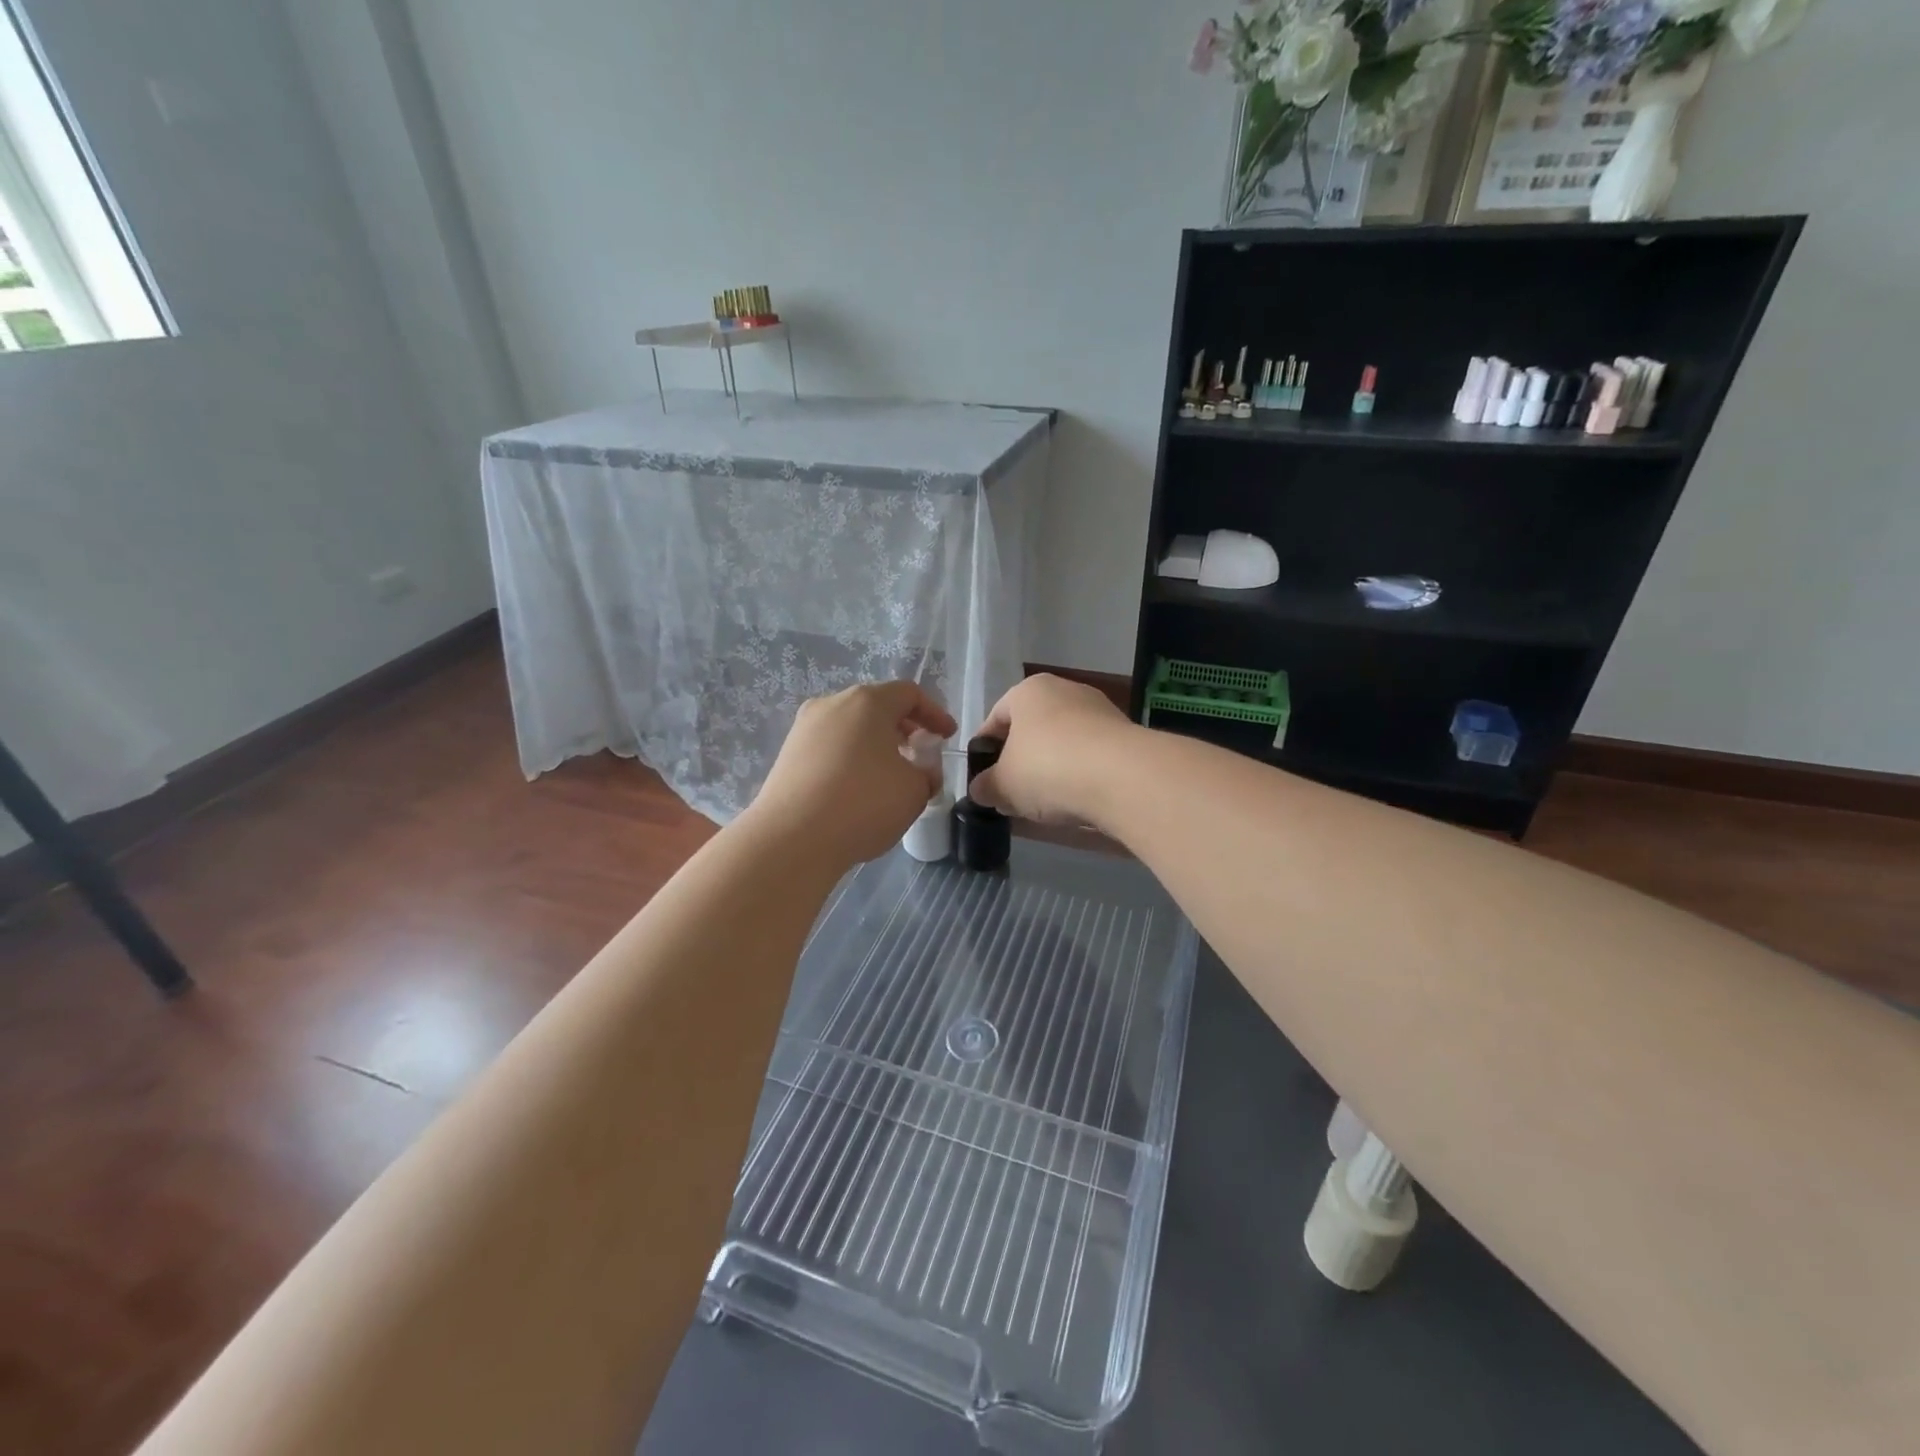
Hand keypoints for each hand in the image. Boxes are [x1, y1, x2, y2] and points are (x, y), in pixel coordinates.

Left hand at [749, 682, 957, 865]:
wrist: (792, 839)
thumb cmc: (864, 803)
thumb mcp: (915, 791)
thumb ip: (927, 774)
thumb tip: (920, 773)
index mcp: (868, 702)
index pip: (909, 694)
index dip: (934, 714)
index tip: (948, 737)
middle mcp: (832, 705)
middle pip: (876, 707)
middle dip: (903, 728)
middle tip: (920, 754)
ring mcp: (804, 729)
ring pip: (850, 728)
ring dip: (875, 745)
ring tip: (889, 776)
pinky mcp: (787, 755)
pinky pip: (829, 748)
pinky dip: (850, 760)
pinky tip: (857, 790)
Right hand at [968, 674, 1137, 827]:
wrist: (1123, 777)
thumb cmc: (1047, 768)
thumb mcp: (1003, 785)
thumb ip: (986, 787)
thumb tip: (981, 790)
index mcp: (1029, 691)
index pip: (996, 717)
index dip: (984, 750)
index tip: (982, 779)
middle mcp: (1065, 690)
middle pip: (1032, 729)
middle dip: (1020, 762)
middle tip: (1011, 794)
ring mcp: (1100, 711)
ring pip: (1063, 743)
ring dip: (1051, 770)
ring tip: (1044, 804)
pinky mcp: (1126, 736)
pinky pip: (1090, 756)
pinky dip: (1080, 775)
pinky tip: (1076, 801)